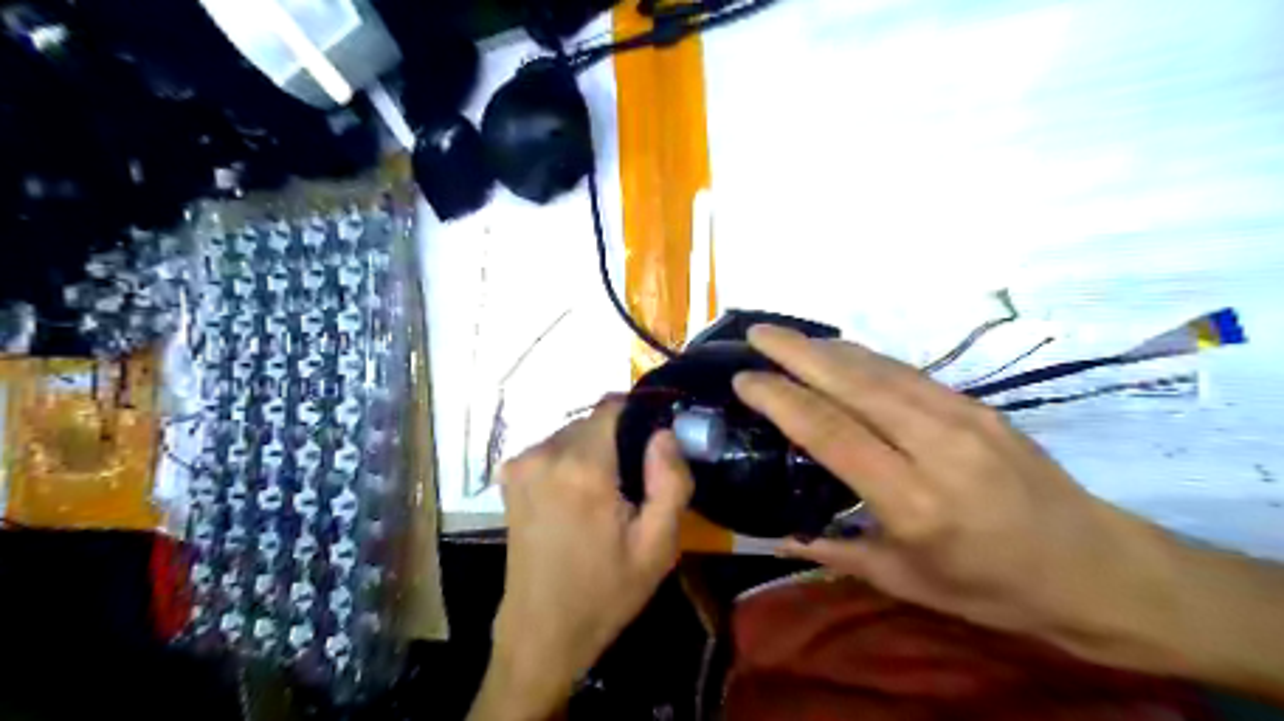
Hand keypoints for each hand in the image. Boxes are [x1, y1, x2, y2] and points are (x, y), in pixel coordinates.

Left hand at [470, 402, 692, 718]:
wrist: (540, 631)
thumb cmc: (605, 591)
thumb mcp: (657, 546)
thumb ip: (670, 482)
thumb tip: (665, 434)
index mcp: (582, 468)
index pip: (613, 406)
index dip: (640, 416)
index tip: (656, 444)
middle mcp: (545, 454)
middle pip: (594, 420)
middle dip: (619, 439)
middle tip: (637, 479)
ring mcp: (521, 464)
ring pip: (573, 433)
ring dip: (596, 451)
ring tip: (610, 494)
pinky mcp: (510, 477)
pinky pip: (553, 449)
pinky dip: (573, 461)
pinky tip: (580, 499)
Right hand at [732, 323, 1183, 673]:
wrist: (1096, 568)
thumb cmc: (993, 587)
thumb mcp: (906, 582)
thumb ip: (834, 550)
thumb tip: (776, 534)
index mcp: (913, 500)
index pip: (830, 432)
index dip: (781, 399)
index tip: (744, 379)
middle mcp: (936, 446)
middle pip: (853, 384)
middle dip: (797, 352)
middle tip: (756, 332)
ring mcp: (962, 417)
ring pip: (880, 369)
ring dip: (828, 348)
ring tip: (788, 337)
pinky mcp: (978, 405)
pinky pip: (908, 373)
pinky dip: (866, 358)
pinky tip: (842, 353)